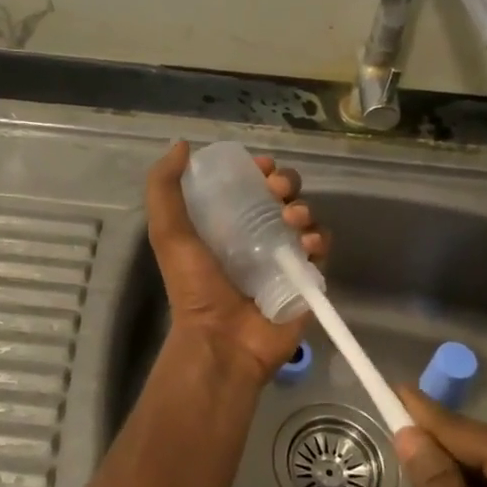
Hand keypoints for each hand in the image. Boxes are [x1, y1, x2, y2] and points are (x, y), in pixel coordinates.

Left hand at [145, 141, 327, 381]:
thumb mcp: (168, 233)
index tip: (261, 166)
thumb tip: (181, 145)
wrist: (221, 341)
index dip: (259, 169)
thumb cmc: (194, 287)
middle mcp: (257, 235)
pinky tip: (306, 245)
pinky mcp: (306, 278)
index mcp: (227, 222)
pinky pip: (321, 248)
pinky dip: (318, 239)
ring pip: (305, 218)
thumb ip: (164, 188)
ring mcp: (283, 257)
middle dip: (286, 182)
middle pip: (283, 195)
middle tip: (278, 190)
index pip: (250, 184)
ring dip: (303, 208)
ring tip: (292, 220)